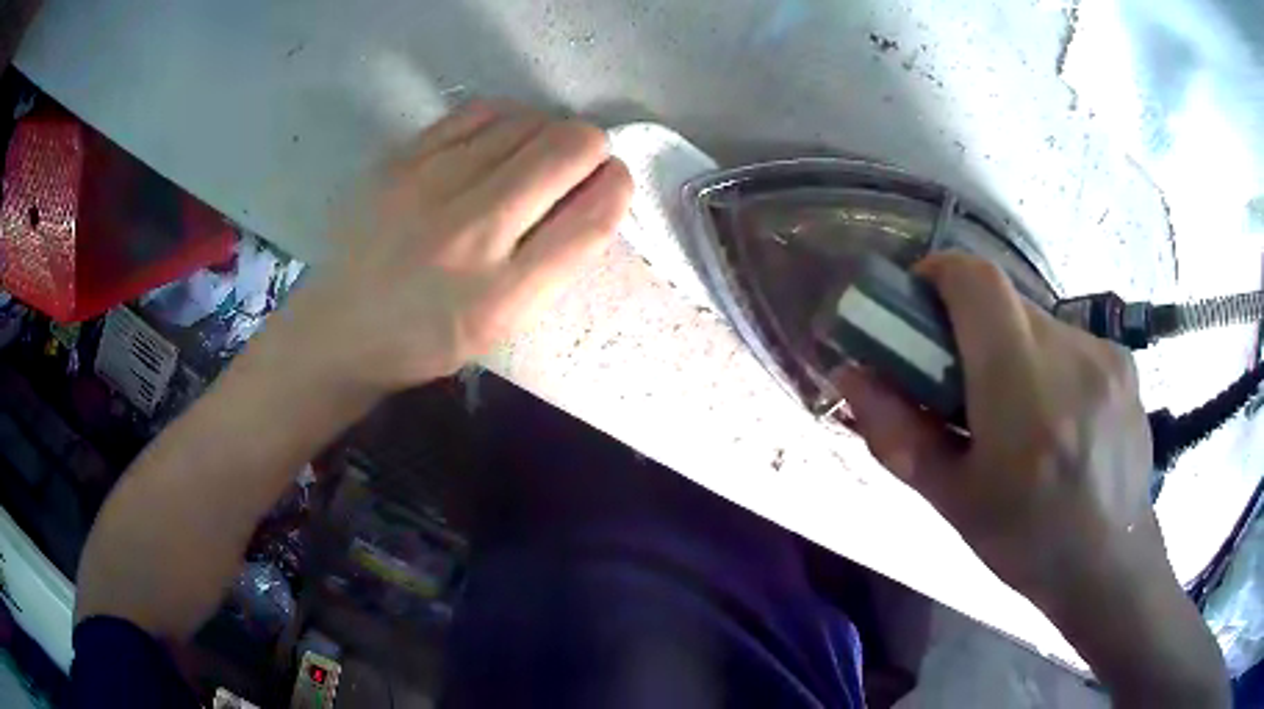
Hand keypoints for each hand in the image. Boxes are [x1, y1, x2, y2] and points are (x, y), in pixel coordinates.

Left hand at [274, 101, 632, 394]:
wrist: (342, 327)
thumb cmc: (430, 337)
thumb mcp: (503, 323)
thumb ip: (555, 261)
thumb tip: (596, 186)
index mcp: (503, 294)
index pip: (592, 216)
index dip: (618, 186)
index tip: (613, 179)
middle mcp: (470, 233)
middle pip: (568, 149)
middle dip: (590, 148)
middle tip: (575, 164)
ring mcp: (429, 187)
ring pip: (529, 121)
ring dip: (548, 132)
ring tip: (533, 156)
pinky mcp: (400, 159)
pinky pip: (481, 110)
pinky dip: (508, 118)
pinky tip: (500, 139)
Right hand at [837, 252, 1161, 609]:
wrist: (1110, 564)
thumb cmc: (1026, 543)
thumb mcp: (952, 500)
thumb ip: (897, 433)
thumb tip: (850, 375)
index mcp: (1023, 393)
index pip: (976, 281)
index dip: (938, 276)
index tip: (920, 309)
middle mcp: (1070, 356)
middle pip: (1004, 301)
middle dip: (972, 328)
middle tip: (963, 383)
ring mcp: (1105, 354)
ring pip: (1037, 322)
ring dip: (1013, 350)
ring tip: (1016, 412)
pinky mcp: (1124, 361)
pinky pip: (1070, 341)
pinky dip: (1049, 364)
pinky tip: (1057, 418)